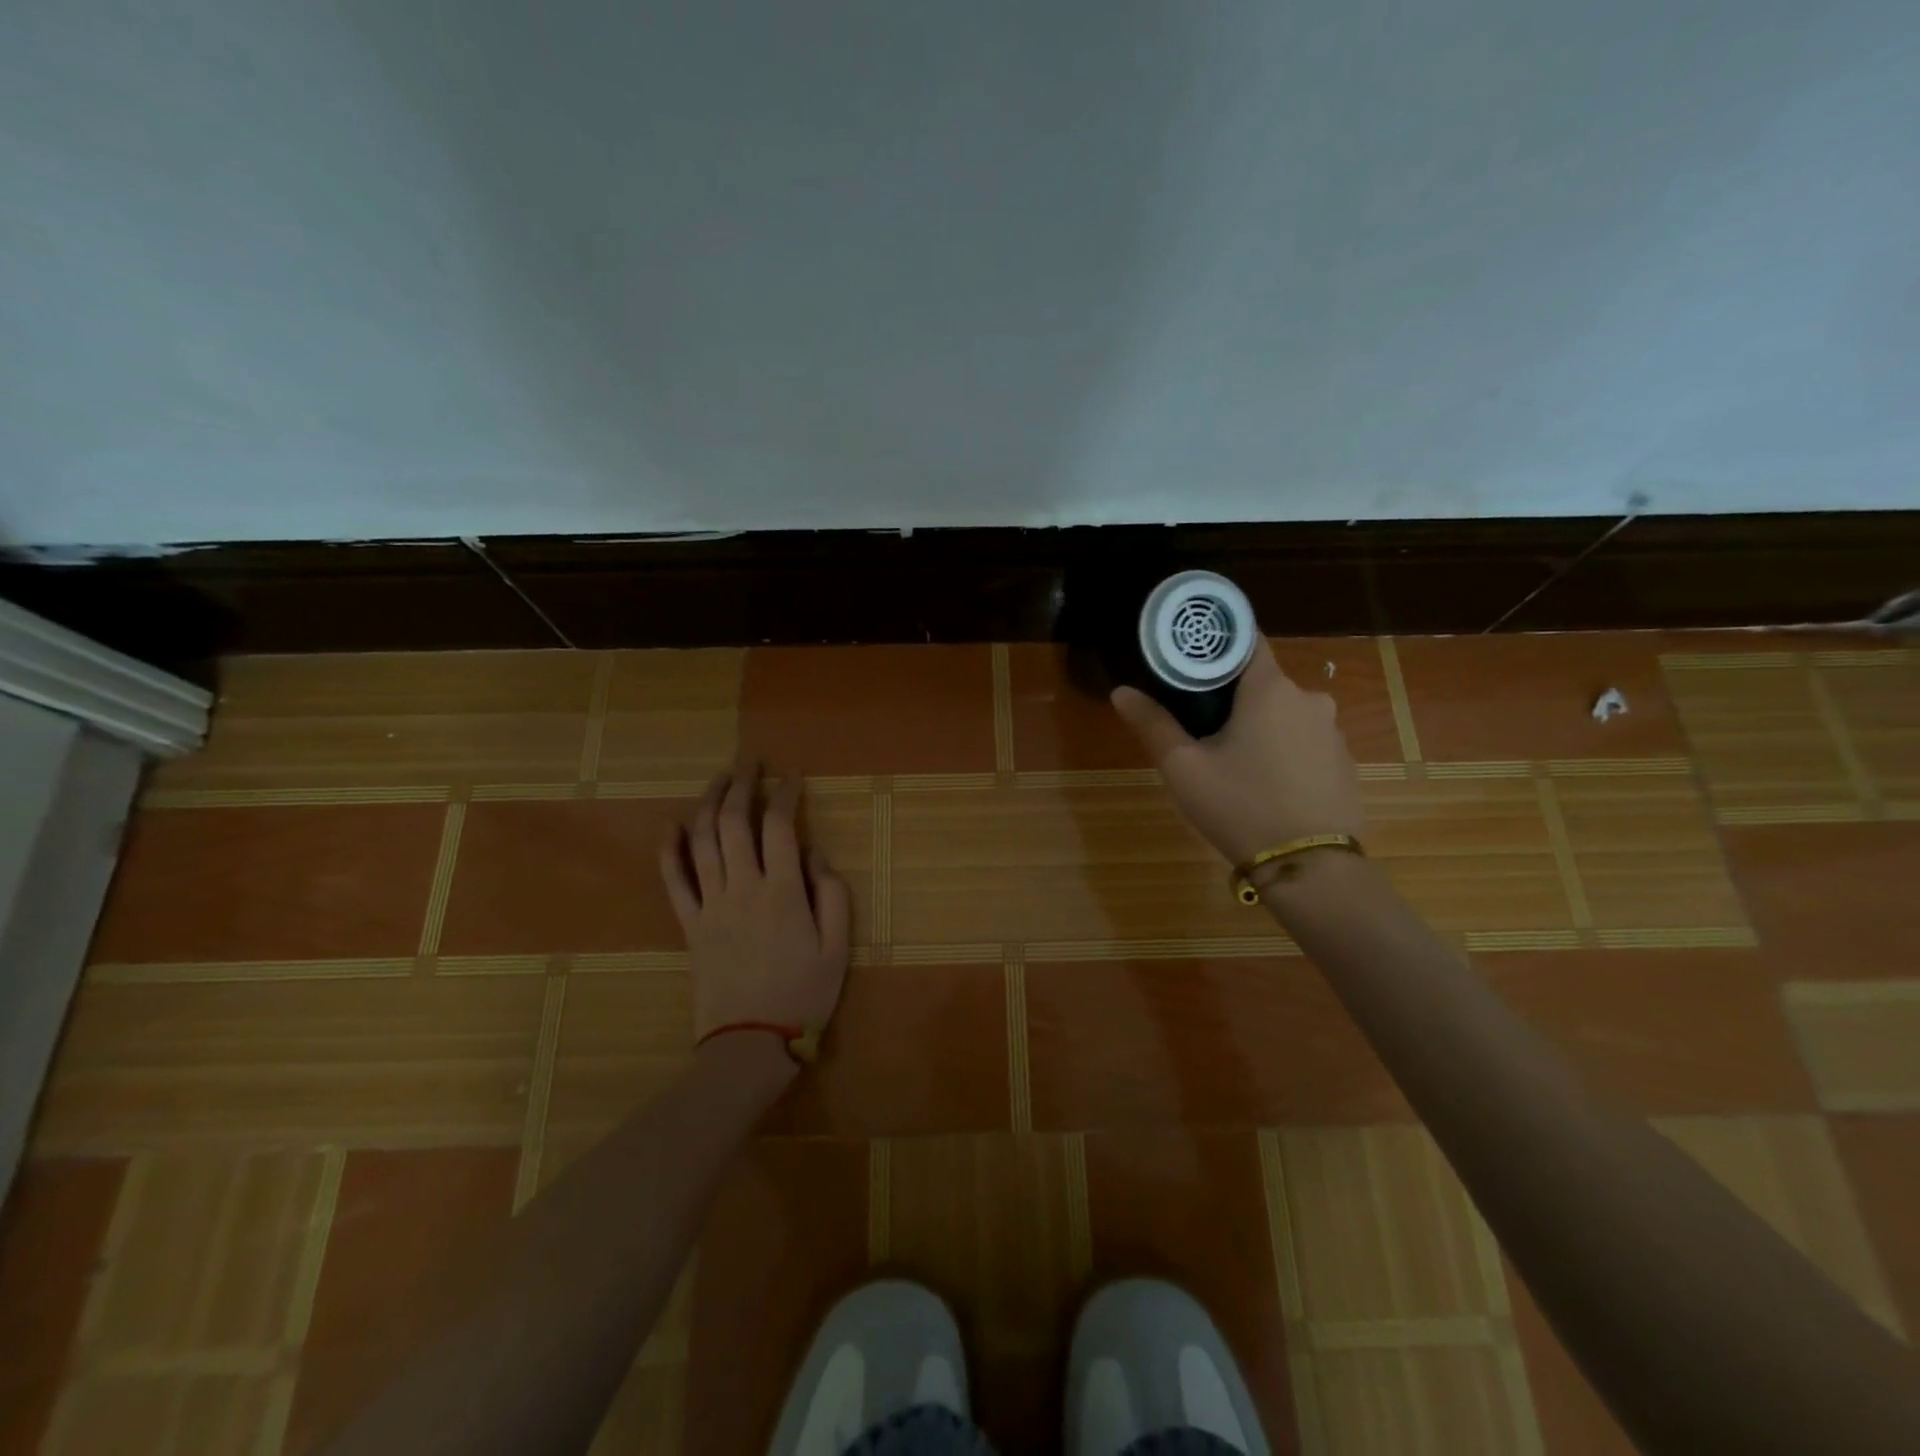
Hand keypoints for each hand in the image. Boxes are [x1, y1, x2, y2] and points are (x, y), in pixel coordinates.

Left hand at [659, 761, 852, 1051]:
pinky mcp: (690, 923)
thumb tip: (815, 853)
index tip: (792, 776)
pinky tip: (674, 824)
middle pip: (735, 822)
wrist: (750, 1044)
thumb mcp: (837, 947)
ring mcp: (711, 904)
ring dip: (710, 802)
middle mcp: (743, 887)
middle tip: (751, 761)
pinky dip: (670, 848)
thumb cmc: (803, 995)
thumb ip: (832, 894)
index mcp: (783, 892)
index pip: (780, 826)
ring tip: (721, 779)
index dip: (785, 794)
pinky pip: (674, 879)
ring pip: (703, 840)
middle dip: (743, 784)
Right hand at [1112, 639, 1362, 864]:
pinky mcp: (1344, 763)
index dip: (1216, 643)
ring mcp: (1332, 732)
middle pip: (1262, 682)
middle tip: (1199, 723)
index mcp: (1270, 689)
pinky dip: (1283, 750)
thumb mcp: (1183, 768)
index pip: (1245, 640)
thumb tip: (1121, 691)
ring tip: (1231, 760)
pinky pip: (1305, 742)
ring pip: (1284, 714)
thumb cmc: (1240, 806)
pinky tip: (1266, 783)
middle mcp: (1309, 699)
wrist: (1310, 867)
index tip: (1190, 656)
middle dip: (1231, 696)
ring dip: (1259, 726)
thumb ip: (1152, 724)